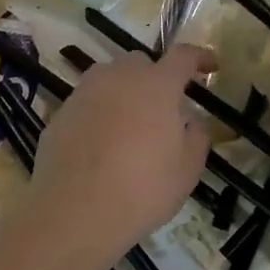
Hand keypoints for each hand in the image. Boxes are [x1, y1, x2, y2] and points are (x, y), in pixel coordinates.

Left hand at [23, 44, 215, 257]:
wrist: (73, 213)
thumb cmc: (142, 190)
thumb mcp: (187, 170)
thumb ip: (196, 137)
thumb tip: (190, 122)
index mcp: (157, 85)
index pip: (183, 56)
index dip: (200, 57)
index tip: (210, 66)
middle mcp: (119, 78)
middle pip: (142, 63)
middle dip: (156, 79)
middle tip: (162, 110)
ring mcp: (85, 93)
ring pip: (110, 79)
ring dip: (124, 93)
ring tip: (129, 127)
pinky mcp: (60, 113)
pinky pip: (87, 104)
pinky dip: (98, 115)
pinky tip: (99, 147)